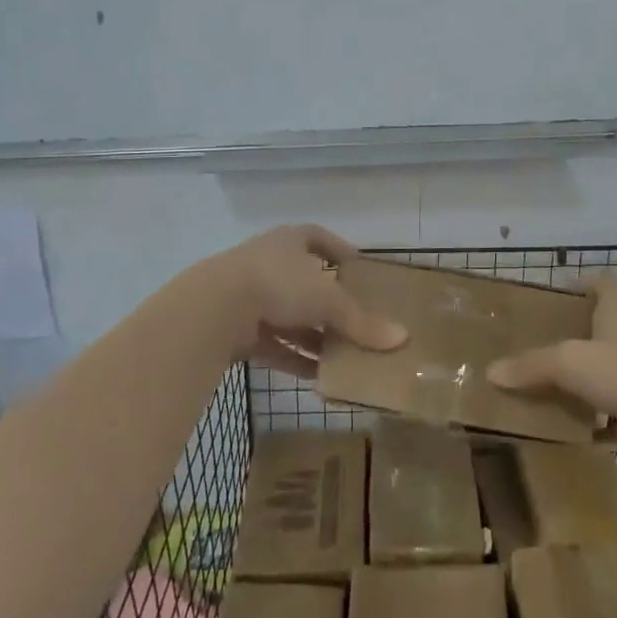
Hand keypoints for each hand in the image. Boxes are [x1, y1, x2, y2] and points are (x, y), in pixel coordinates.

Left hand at [196, 225, 405, 376]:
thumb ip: (361, 321)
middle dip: (330, 303)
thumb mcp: (328, 300)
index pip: (318, 238)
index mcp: (290, 242)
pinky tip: (320, 379)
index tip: (358, 267)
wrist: (214, 308)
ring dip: (315, 336)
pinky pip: (275, 345)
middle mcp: (270, 263)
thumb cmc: (278, 285)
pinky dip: (296, 359)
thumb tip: (402, 338)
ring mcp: (251, 297)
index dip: (338, 250)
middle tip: (358, 321)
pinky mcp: (238, 330)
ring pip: (291, 317)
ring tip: (346, 356)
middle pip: (306, 282)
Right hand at [487, 273, 616, 467]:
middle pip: (604, 330)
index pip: (603, 284)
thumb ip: (531, 366)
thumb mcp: (571, 363)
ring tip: (550, 397)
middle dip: (574, 340)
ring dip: (588, 387)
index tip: (556, 297)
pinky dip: (606, 427)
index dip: (582, 284)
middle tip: (537, 353)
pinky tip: (581, 440)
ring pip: (613, 375)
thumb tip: (491, 371)